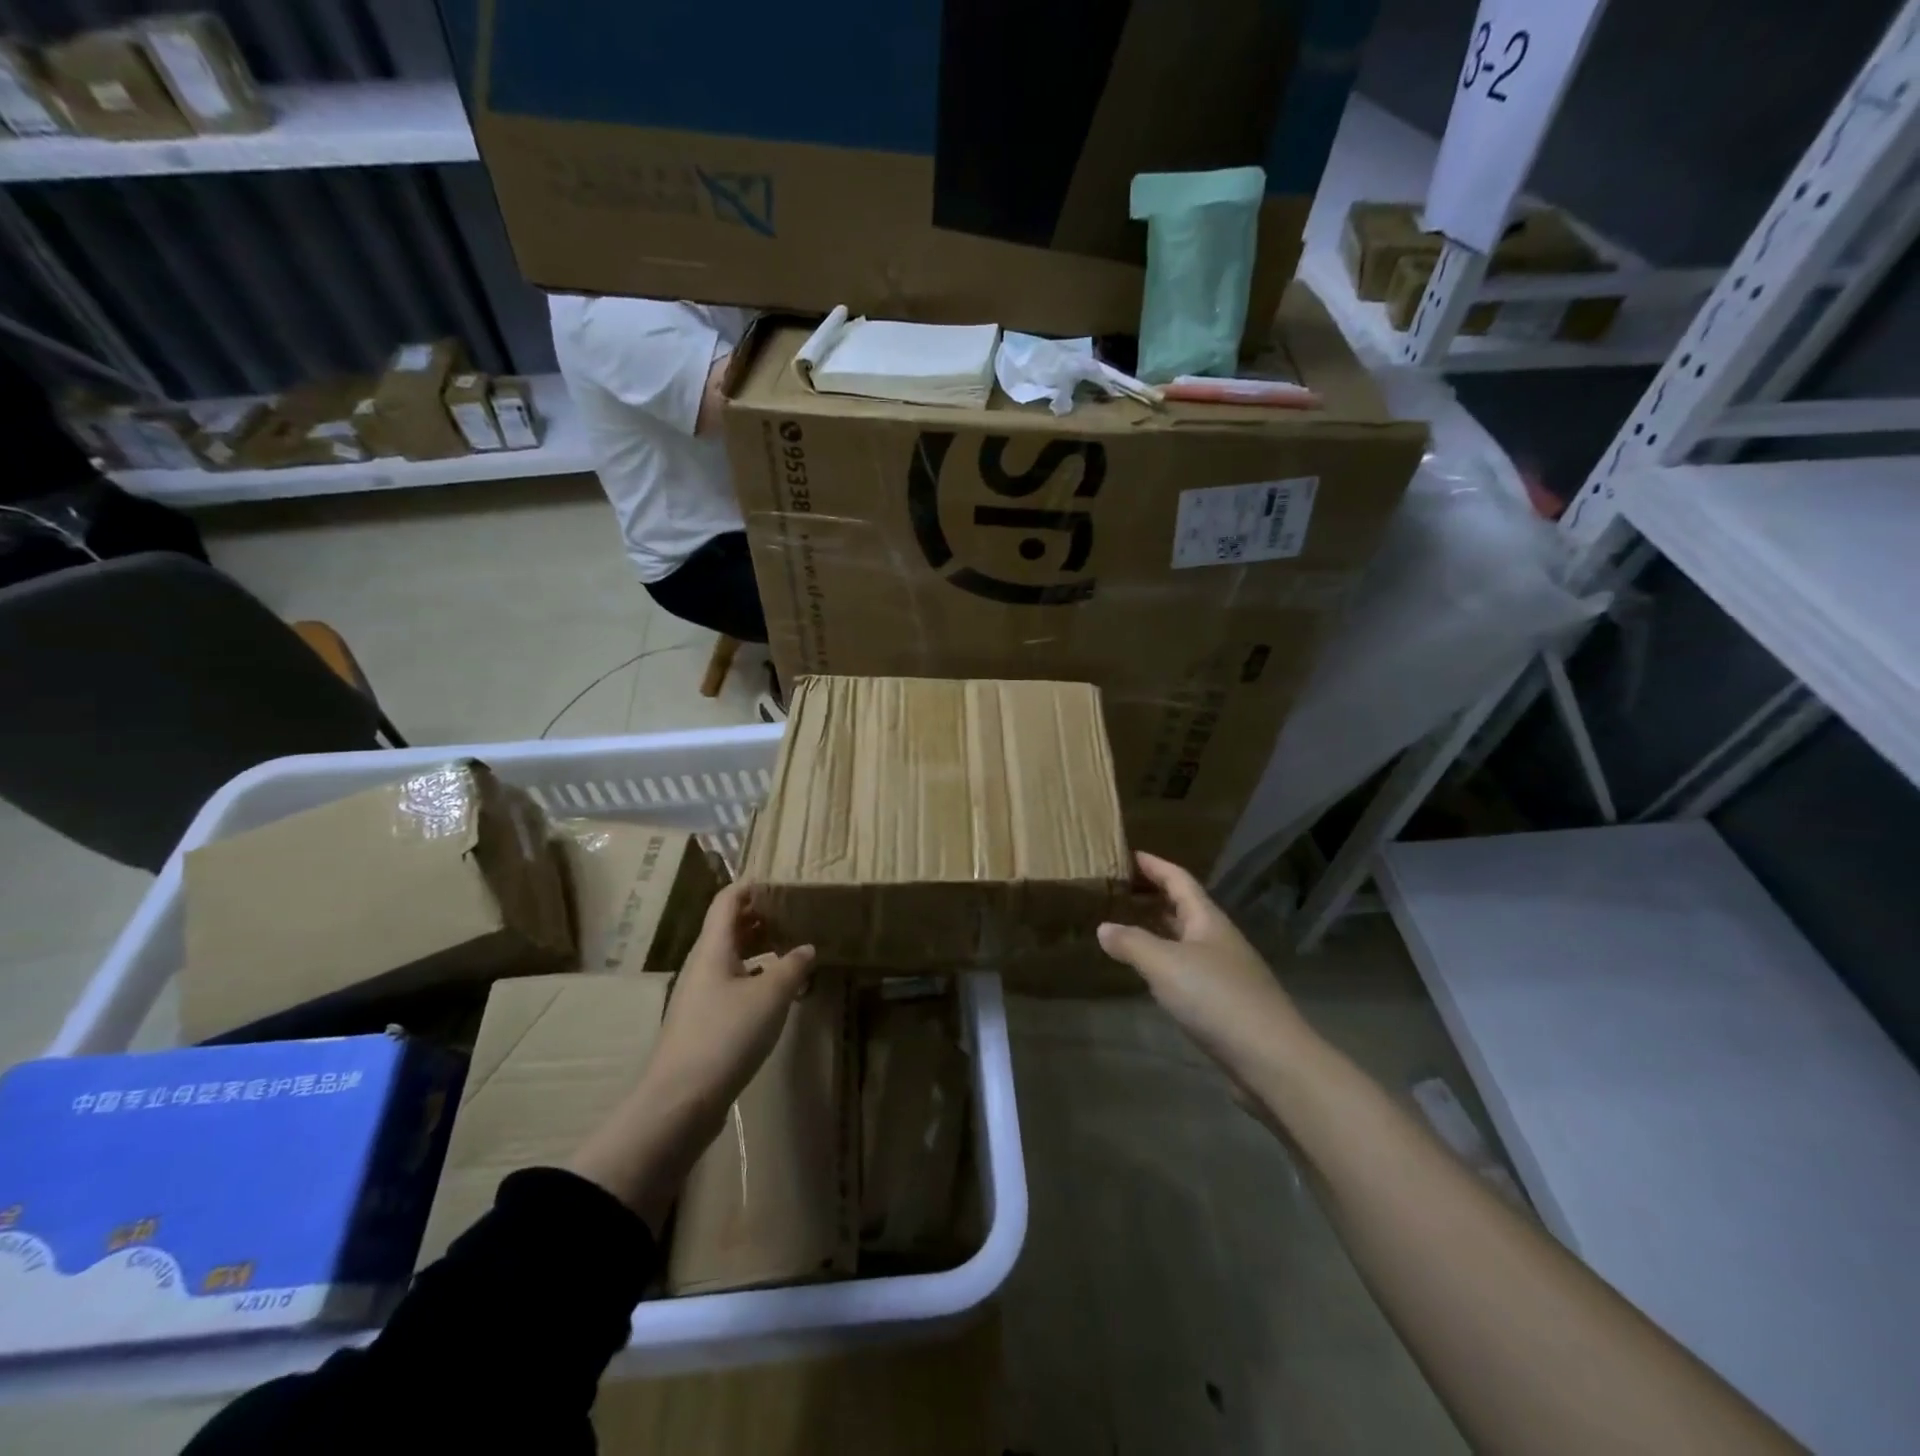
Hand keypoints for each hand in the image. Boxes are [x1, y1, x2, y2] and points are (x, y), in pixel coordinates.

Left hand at [642, 882, 815, 1125]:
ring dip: (758, 946)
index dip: (751, 886)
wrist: (680, 1101)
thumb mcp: (770, 996)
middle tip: (794, 912)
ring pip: (730, 956)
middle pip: (727, 927)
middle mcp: (702, 964)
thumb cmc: (726, 1035)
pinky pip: (731, 982)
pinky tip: (775, 989)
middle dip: (759, 915)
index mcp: (712, 948)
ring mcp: (700, 994)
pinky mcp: (703, 1021)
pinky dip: (753, 975)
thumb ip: (792, 967)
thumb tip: (806, 948)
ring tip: (790, 946)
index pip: (727, 900)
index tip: (781, 881)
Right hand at [1097, 853, 1310, 1103]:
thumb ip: (1131, 943)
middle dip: (1155, 895)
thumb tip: (1103, 927)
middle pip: (1185, 907)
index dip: (1154, 865)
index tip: (1129, 854)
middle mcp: (1219, 940)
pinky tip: (1152, 974)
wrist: (1272, 1060)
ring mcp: (1226, 972)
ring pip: (1186, 939)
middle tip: (1120, 889)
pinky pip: (1188, 969)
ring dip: (1159, 929)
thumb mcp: (1165, 964)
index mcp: (1208, 920)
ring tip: (1128, 926)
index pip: (1179, 880)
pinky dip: (1166, 961)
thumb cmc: (1217, 998)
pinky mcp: (1226, 1003)